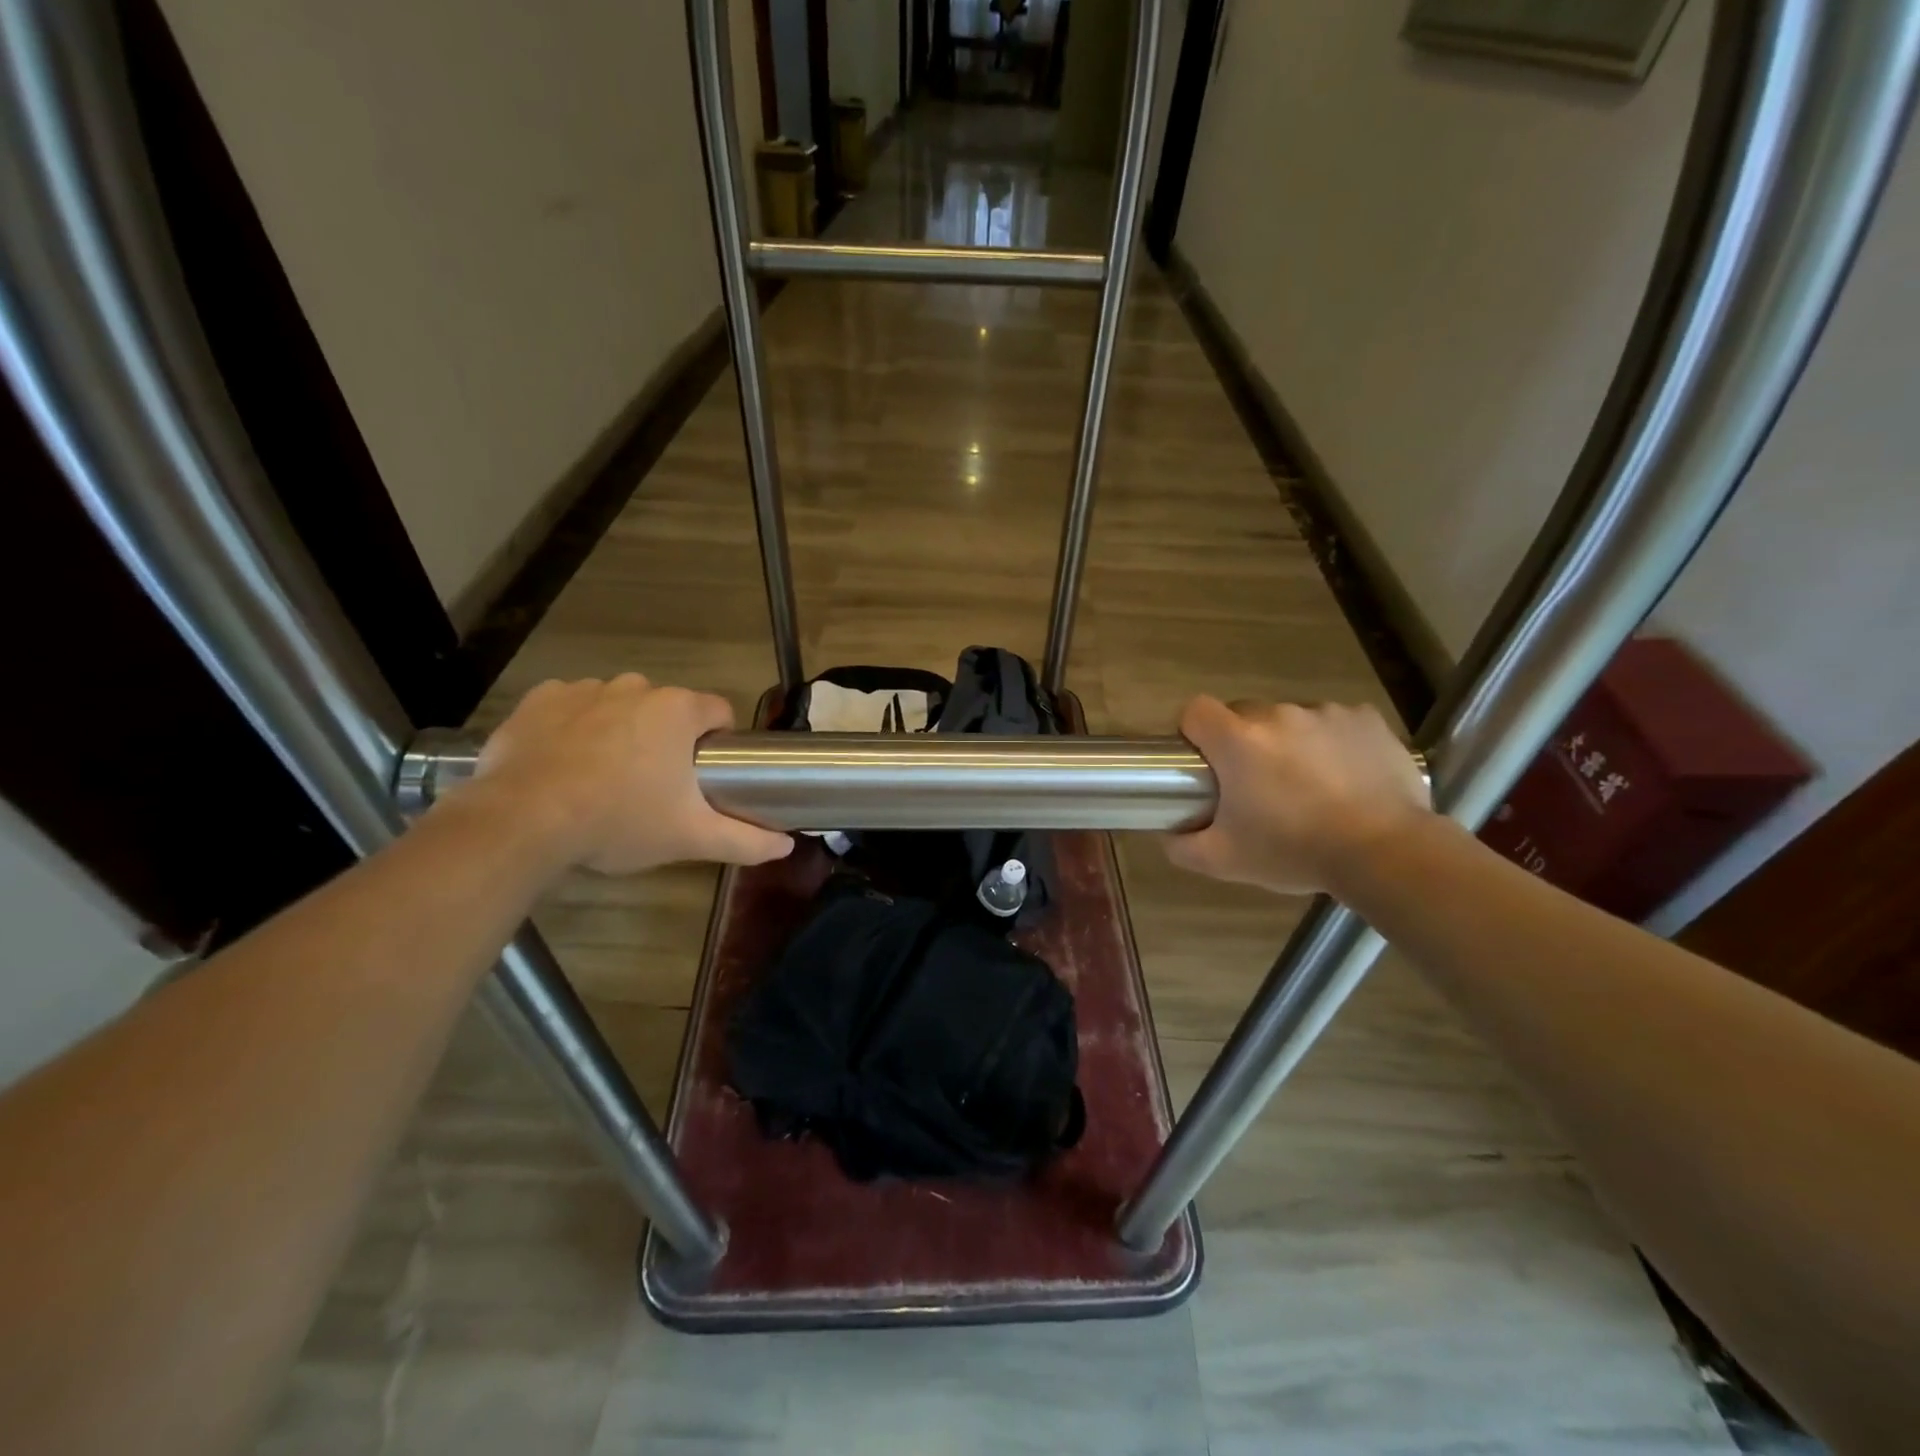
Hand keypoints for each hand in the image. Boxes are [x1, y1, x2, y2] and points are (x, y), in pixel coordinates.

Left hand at [463, 675, 792, 874]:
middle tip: (652, 786)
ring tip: (603, 778)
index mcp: (678, 711)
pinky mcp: (540, 700)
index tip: (702, 776)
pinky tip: (564, 763)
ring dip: (620, 730)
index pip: (719, 713)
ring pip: (619, 705)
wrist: (523, 822)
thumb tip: (787, 846)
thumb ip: (745, 840)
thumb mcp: (690, 837)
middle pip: (667, 709)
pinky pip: (571, 706)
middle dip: (666, 739)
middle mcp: (636, 686)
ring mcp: (584, 688)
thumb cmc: (619, 821)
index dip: (717, 743)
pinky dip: (573, 726)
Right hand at [1167, 696, 1430, 895]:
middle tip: (1258, 785)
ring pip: (1292, 720)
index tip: (1205, 762)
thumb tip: (1169, 833)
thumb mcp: (1224, 861)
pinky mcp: (1366, 719)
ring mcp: (1326, 713)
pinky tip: (1346, 777)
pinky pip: (1336, 723)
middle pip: (1245, 714)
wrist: (1386, 852)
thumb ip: (1182, 846)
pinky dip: (1334, 743)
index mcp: (1238, 741)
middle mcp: (1278, 715)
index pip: (1195, 710)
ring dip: (1291, 743)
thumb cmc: (1295, 851)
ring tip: (1311, 787)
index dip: (1194, 732)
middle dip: (1244, 742)